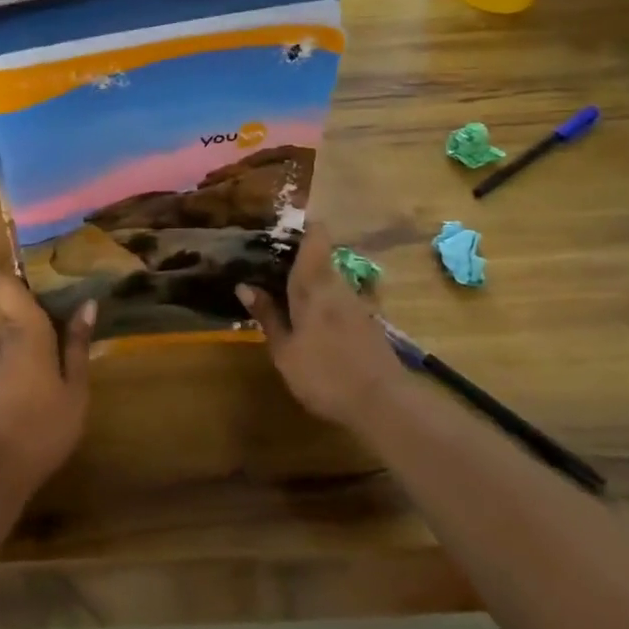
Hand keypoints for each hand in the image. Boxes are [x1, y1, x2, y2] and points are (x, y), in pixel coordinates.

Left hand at [0, 274, 93, 498]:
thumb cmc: (42, 425)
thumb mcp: (74, 388)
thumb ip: (78, 345)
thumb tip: (87, 304)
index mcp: (24, 330)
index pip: (6, 283)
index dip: (22, 271)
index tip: (50, 268)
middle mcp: (2, 337)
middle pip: (11, 304)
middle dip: (37, 300)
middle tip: (71, 300)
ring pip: (8, 328)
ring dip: (31, 326)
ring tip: (65, 330)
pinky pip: (6, 349)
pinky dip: (25, 347)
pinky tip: (48, 364)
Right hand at [238, 224, 398, 427]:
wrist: (384, 405)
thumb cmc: (325, 374)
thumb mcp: (285, 350)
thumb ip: (267, 316)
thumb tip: (244, 285)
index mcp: (314, 284)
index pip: (315, 237)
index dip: (302, 224)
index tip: (280, 224)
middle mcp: (337, 284)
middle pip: (320, 256)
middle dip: (297, 255)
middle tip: (268, 260)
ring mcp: (357, 303)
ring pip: (329, 277)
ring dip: (309, 278)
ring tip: (282, 287)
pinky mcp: (368, 322)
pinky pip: (339, 297)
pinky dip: (322, 298)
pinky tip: (309, 316)